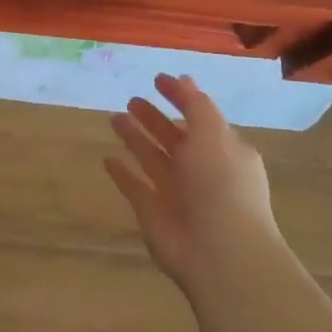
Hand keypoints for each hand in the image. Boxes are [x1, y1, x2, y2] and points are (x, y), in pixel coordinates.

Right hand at [106, 74, 280, 289]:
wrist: (220, 252)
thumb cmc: (221, 185)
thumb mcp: (213, 134)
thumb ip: (196, 105)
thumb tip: (183, 79)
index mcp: (223, 150)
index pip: (199, 116)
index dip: (180, 97)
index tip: (157, 79)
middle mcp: (201, 170)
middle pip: (173, 138)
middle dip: (153, 118)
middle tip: (131, 99)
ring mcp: (177, 193)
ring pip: (152, 158)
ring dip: (136, 139)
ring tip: (114, 118)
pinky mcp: (154, 213)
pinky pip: (135, 187)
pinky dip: (123, 173)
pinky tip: (108, 159)